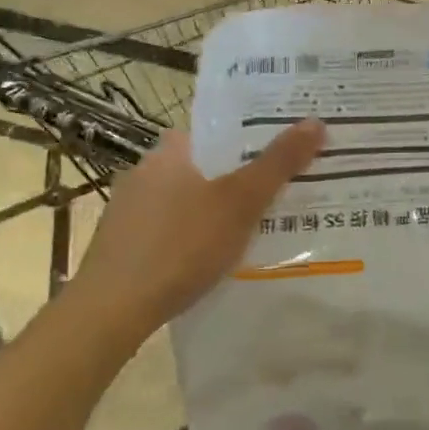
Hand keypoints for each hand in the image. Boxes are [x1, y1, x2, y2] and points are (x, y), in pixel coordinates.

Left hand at [71, 119, 326, 332]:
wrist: (112, 309)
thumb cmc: (180, 245)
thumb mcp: (239, 203)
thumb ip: (277, 164)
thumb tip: (316, 121)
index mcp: (169, 152)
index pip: (214, 132)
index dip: (249, 138)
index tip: (281, 152)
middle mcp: (144, 173)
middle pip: (203, 167)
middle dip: (237, 179)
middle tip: (279, 193)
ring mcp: (128, 211)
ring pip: (186, 201)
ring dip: (214, 211)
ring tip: (255, 229)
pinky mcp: (122, 245)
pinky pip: (170, 231)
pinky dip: (192, 238)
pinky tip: (211, 260)